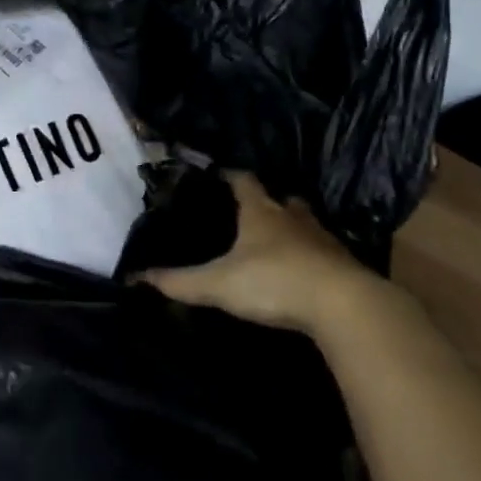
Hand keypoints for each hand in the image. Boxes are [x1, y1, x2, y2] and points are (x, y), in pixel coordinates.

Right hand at [140, 172, 378, 333]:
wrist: (344, 305)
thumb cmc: (274, 281)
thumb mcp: (219, 284)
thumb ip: (180, 281)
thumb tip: (136, 277)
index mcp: (260, 211)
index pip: (243, 180)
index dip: (231, 175)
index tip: (219, 175)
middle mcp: (292, 216)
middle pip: (280, 199)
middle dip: (268, 202)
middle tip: (252, 211)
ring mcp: (322, 238)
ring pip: (305, 223)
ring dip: (294, 227)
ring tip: (279, 240)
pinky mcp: (344, 264)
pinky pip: (324, 252)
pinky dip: (313, 256)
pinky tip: (306, 271)